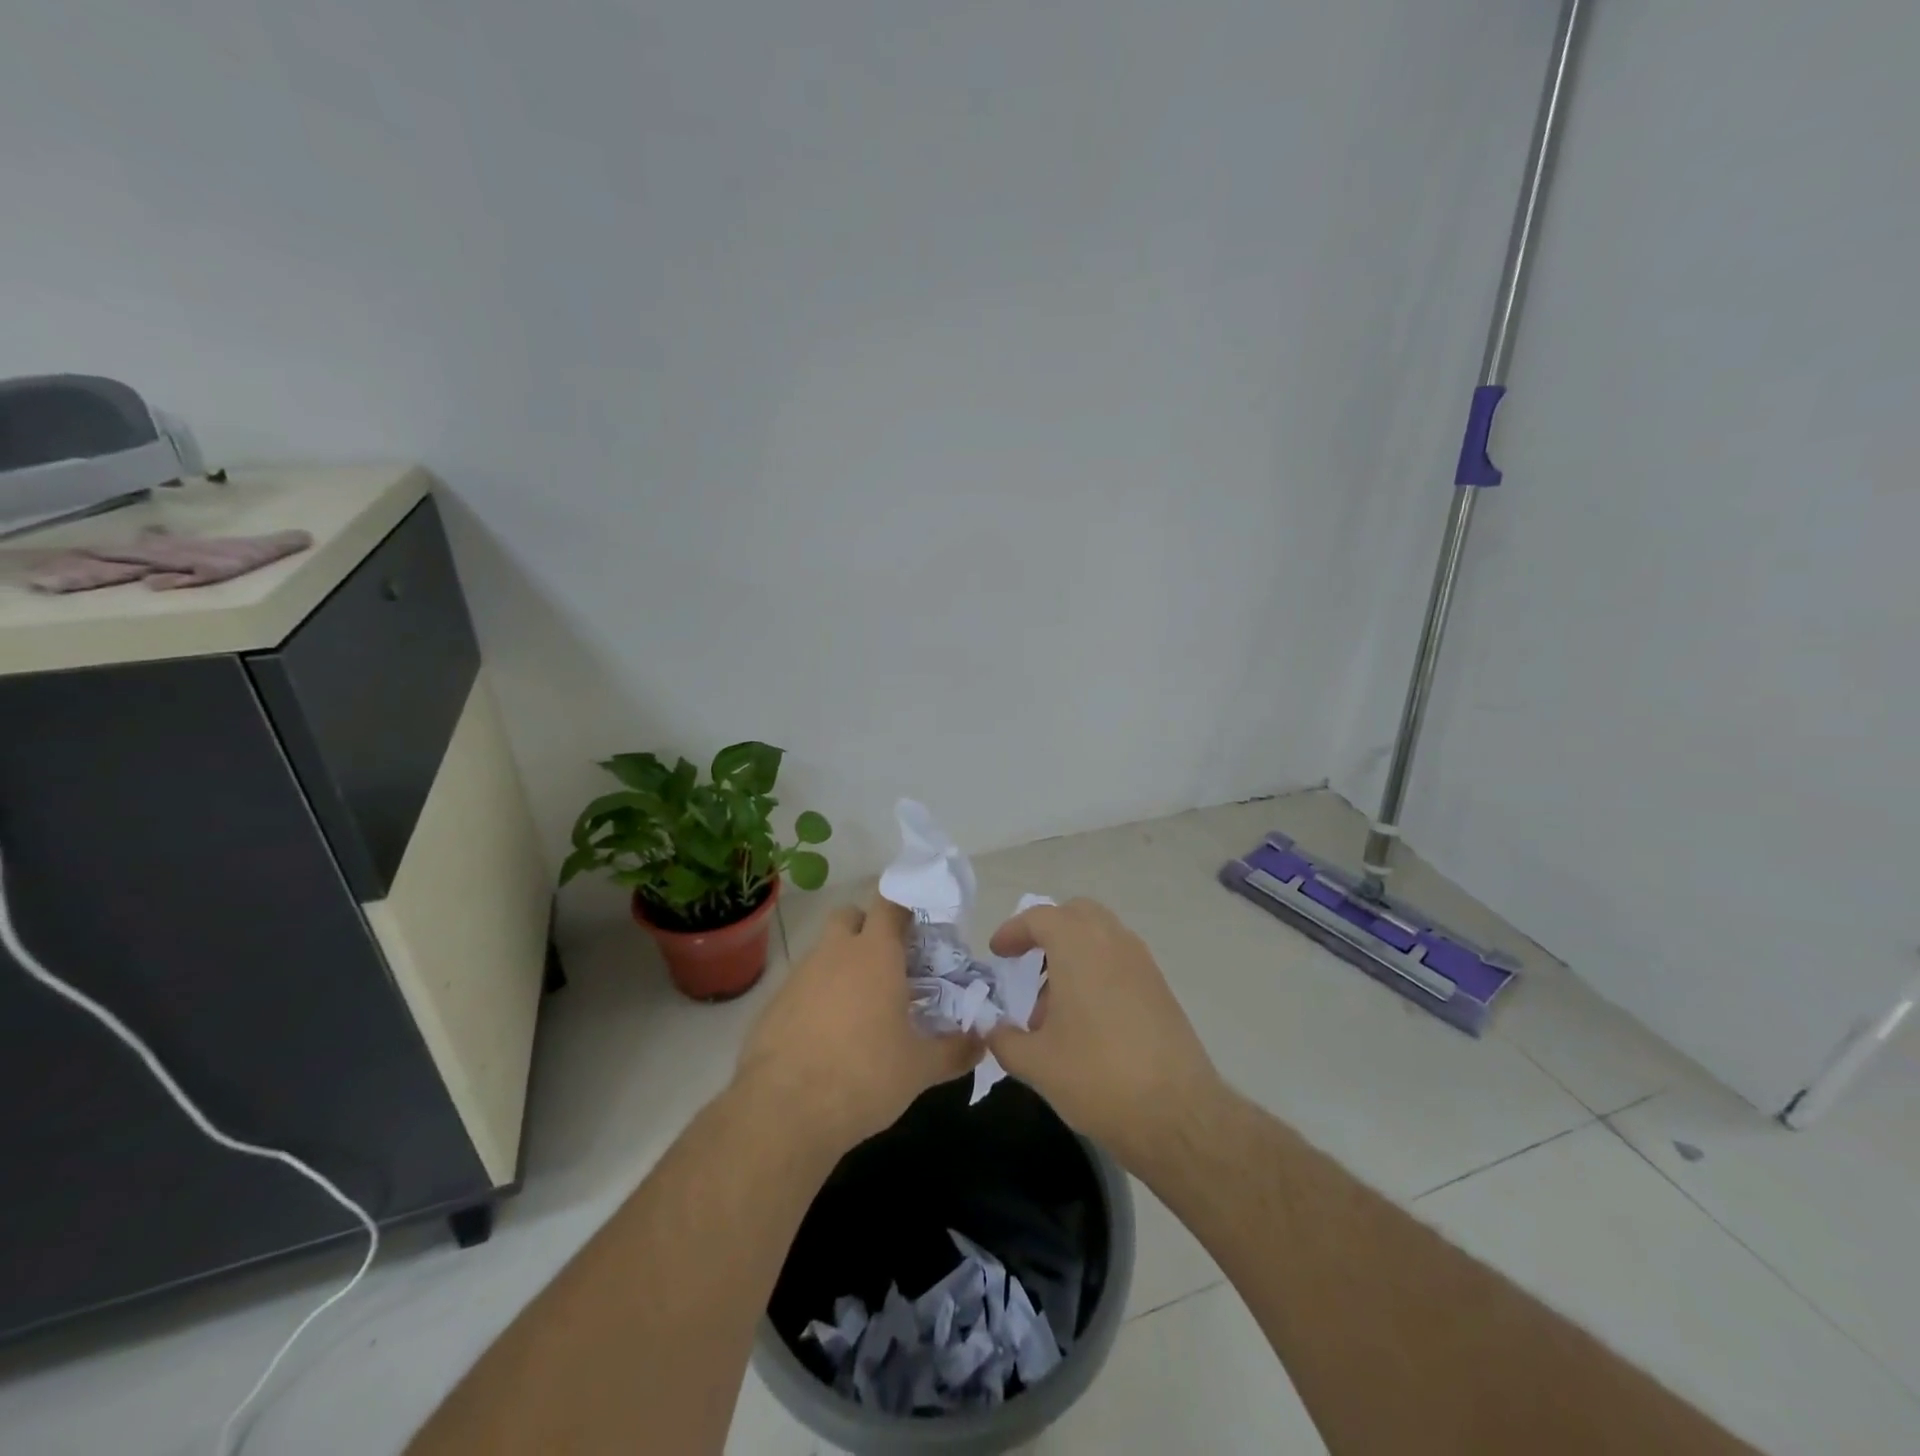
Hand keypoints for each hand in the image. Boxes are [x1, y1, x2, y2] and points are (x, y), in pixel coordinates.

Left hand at [734, 891, 980, 1156]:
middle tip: (890, 965)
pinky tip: (829, 1037)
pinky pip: (803, 985)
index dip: (906, 909)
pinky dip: (818, 997)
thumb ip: (955, 1050)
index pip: (890, 904)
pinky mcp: (774, 1003)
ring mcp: (800, 975)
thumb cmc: (864, 1076)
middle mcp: (835, 952)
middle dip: (868, 929)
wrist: (783, 1111)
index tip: (921, 929)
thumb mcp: (919, 1069)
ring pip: (824, 951)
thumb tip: (982, 1043)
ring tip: (863, 1009)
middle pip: (850, 917)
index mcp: (875, 953)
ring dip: (842, 966)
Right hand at [984, 897, 1224, 1169]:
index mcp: (1078, 945)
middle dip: (1048, 932)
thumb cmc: (1097, 1076)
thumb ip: (1005, 1039)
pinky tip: (1085, 1021)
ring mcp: (1142, 962)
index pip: (1039, 917)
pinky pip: (1120, 961)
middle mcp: (1112, 941)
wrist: (1177, 1113)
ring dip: (1073, 955)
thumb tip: (992, 1029)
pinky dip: (1097, 972)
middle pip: (1075, 915)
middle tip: (1028, 964)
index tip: (998, 953)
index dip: (1014, 931)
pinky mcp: (1160, 988)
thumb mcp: (1036, 1063)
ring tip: (1053, 1008)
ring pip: (1101, 937)